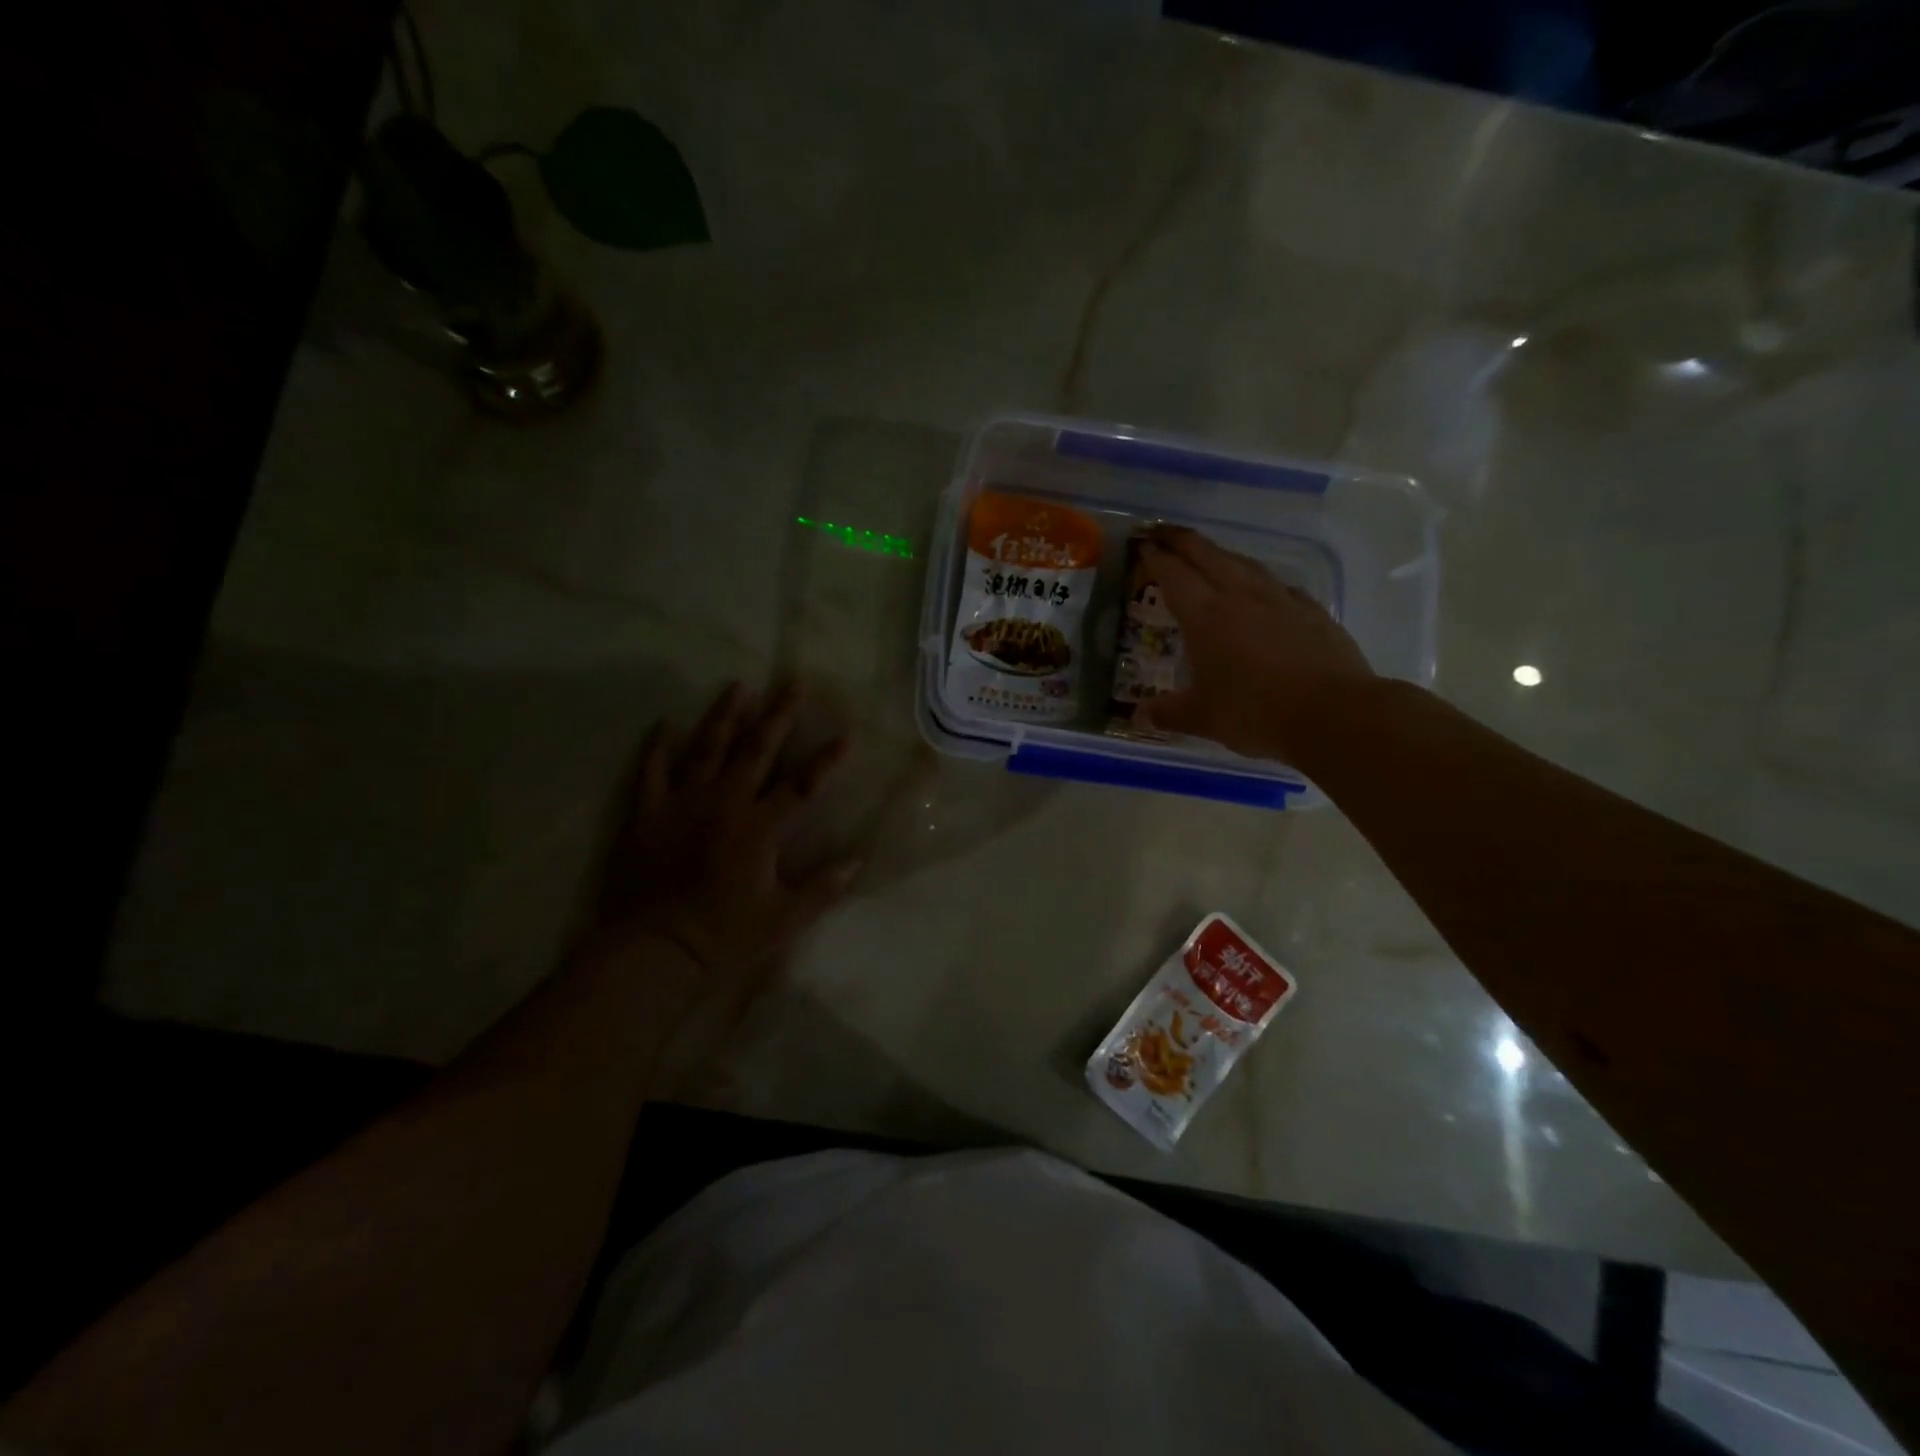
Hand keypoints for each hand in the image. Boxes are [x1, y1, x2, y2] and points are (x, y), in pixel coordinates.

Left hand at [596, 682, 857, 988]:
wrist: (654, 948)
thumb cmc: (723, 934)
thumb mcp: (783, 919)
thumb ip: (822, 889)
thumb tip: (858, 861)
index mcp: (760, 827)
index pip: (802, 785)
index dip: (826, 759)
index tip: (847, 733)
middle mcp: (725, 803)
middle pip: (756, 750)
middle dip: (778, 715)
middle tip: (793, 683)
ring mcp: (683, 803)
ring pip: (706, 748)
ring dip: (724, 716)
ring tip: (739, 686)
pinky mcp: (647, 813)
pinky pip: (650, 772)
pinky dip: (656, 748)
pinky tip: (663, 725)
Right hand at [1136, 524, 1374, 761]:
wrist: (1333, 713)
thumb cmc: (1255, 713)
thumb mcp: (1203, 718)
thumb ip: (1168, 713)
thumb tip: (1139, 716)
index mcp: (1205, 617)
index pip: (1174, 575)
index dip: (1156, 557)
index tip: (1143, 544)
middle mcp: (1240, 597)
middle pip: (1207, 555)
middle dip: (1182, 540)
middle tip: (1164, 532)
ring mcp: (1280, 600)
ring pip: (1244, 563)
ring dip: (1220, 554)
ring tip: (1208, 555)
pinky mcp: (1311, 611)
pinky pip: (1278, 585)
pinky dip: (1259, 580)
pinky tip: (1261, 591)